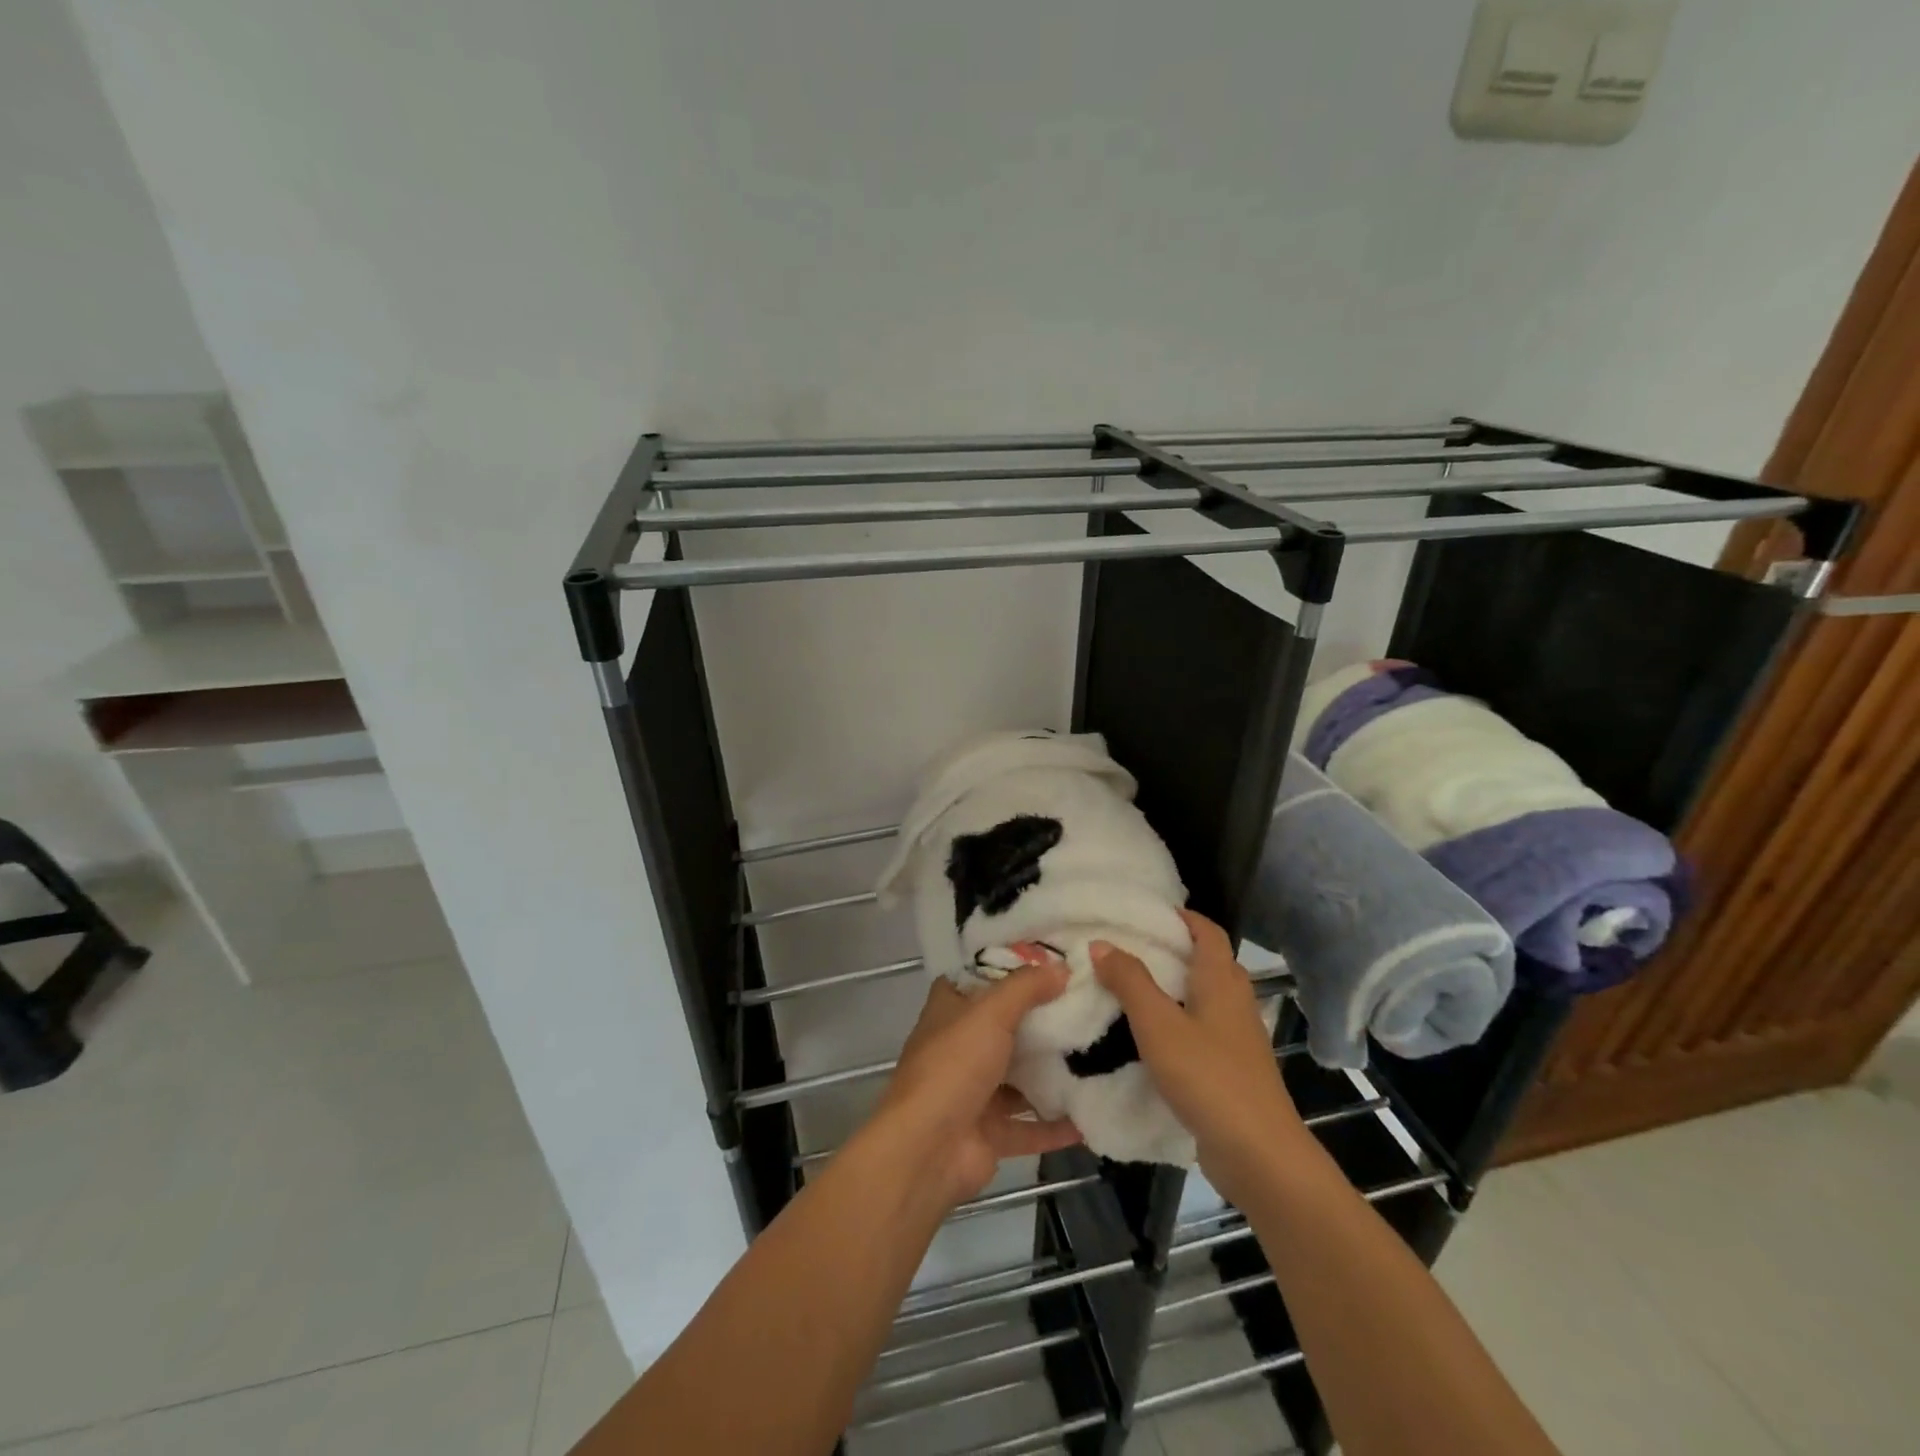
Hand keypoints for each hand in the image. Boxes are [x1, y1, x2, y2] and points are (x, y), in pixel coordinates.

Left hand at [871, 966, 1083, 1205]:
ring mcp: (974, 1092)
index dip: (1009, 966)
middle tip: (1088, 1005)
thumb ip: (1026, 988)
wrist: (927, 1151)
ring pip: (1019, 1077)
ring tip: (1099, 1054)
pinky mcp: (990, 1133)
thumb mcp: (989, 1013)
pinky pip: (1030, 1126)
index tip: (1051, 959)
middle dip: (1042, 1019)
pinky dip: (1057, 1123)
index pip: (978, 978)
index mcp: (949, 1010)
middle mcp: (959, 1047)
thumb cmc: (953, 1067)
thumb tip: (1062, 968)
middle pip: (1005, 1026)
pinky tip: (1092, 1112)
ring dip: (1052, 1072)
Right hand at [1092, 911, 1302, 1201]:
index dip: (1182, 916)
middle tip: (1128, 947)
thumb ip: (1130, 981)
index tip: (1145, 912)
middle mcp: (1235, 1001)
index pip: (1207, 931)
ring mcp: (1238, 1037)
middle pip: (1208, 961)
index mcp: (1221, 980)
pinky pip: (1203, 1028)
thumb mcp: (1158, 1024)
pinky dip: (1178, 1020)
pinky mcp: (1233, 1068)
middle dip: (1172, 949)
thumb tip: (1101, 943)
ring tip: (1131, 987)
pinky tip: (1151, 1036)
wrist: (1259, 1155)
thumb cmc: (1208, 1077)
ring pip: (1205, 996)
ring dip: (1173, 986)